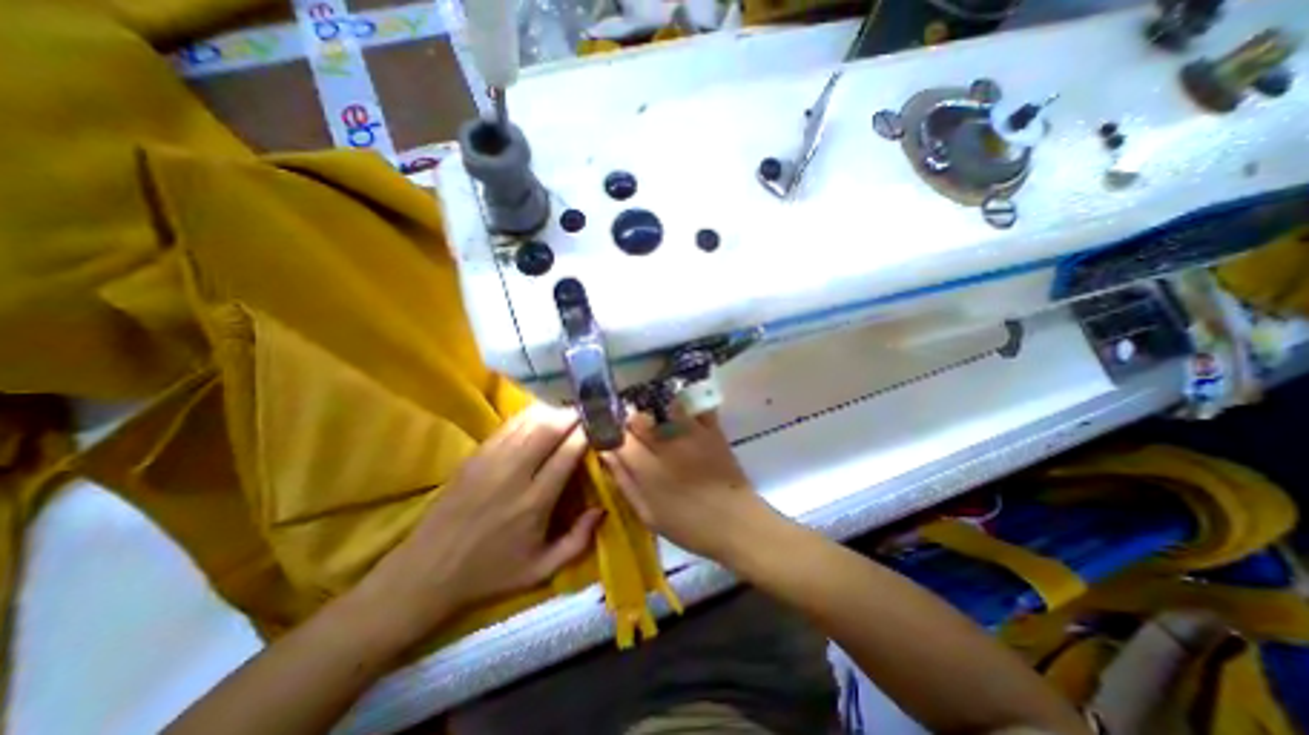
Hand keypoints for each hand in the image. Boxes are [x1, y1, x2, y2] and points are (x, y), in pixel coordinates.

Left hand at [356, 403, 602, 647]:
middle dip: (572, 415)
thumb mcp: (540, 570)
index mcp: (534, 502)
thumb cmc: (490, 573)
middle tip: (588, 411)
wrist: (426, 573)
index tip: (601, 424)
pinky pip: (508, 425)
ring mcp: (491, 461)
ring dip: (552, 411)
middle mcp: (514, 474)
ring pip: (528, 422)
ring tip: (568, 411)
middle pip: (549, 428)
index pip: (567, 453)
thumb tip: (601, 509)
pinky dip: (529, 415)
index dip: (586, 433)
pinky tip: (540, 414)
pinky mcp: (475, 456)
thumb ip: (578, 541)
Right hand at [598, 411, 763, 559]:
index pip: (618, 438)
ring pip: (663, 406)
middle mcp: (667, 445)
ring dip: (654, 410)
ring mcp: (692, 433)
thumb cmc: (689, 525)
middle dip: (629, 421)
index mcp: (648, 468)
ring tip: (654, 419)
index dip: (610, 435)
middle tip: (633, 431)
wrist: (736, 522)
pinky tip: (680, 412)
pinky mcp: (712, 429)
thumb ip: (625, 482)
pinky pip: (695, 407)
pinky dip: (684, 405)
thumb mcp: (649, 515)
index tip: (611, 439)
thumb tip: (606, 455)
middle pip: (638, 417)